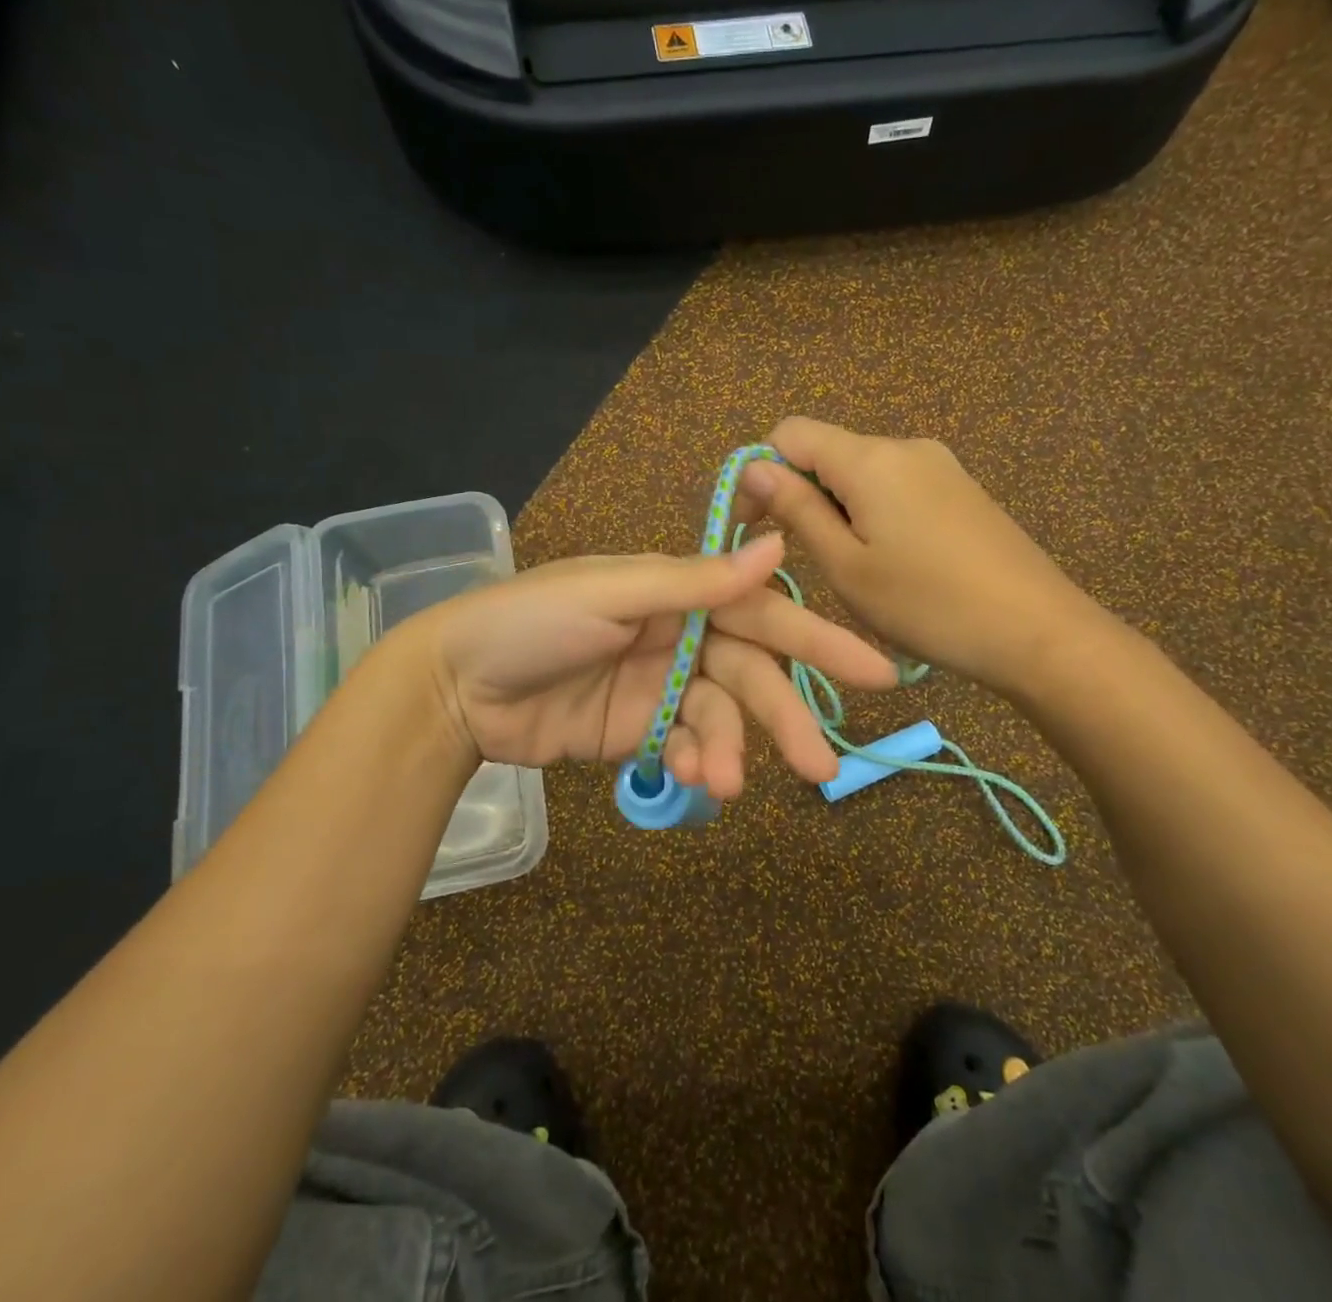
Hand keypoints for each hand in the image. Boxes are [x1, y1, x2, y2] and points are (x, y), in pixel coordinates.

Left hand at [414, 534, 896, 798]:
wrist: (456, 685)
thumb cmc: (533, 621)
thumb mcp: (613, 592)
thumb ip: (695, 581)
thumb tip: (777, 546)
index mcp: (679, 592)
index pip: (762, 613)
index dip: (818, 640)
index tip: (876, 672)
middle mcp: (680, 636)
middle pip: (750, 677)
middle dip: (784, 718)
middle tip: (823, 767)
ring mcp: (661, 686)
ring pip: (720, 719)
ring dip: (729, 751)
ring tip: (723, 784)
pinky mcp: (639, 731)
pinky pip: (685, 746)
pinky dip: (694, 763)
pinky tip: (691, 780)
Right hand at [735, 418, 1101, 691]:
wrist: (1037, 631)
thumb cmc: (927, 604)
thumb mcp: (846, 566)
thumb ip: (797, 509)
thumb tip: (754, 466)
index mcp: (870, 459)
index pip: (790, 432)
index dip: (759, 471)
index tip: (753, 525)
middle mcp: (905, 446)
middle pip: (828, 452)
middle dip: (801, 495)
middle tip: (805, 559)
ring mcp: (939, 465)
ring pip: (862, 473)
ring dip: (838, 510)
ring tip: (854, 569)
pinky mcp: (961, 488)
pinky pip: (897, 487)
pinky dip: (874, 514)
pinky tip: (893, 562)